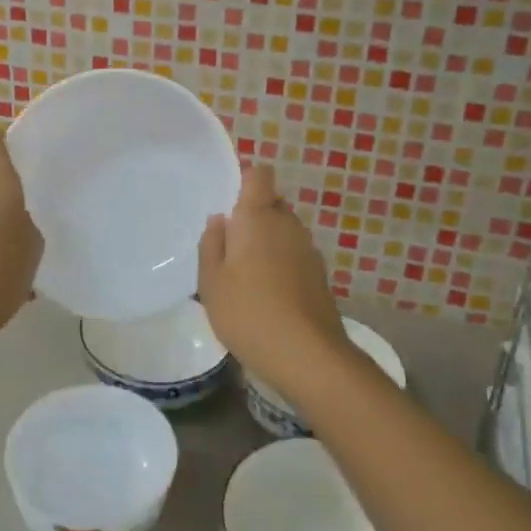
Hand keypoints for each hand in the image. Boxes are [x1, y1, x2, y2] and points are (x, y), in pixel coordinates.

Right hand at [197, 164, 348, 398]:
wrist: (307, 355)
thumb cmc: (248, 312)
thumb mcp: (211, 281)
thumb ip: (211, 244)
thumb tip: (220, 220)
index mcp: (258, 217)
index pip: (259, 175)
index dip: (245, 179)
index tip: (228, 200)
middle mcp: (288, 224)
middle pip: (271, 204)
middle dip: (252, 216)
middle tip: (228, 246)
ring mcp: (308, 250)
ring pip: (283, 231)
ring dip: (267, 243)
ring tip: (245, 274)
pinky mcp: (319, 275)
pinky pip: (294, 255)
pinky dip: (280, 264)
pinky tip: (267, 294)